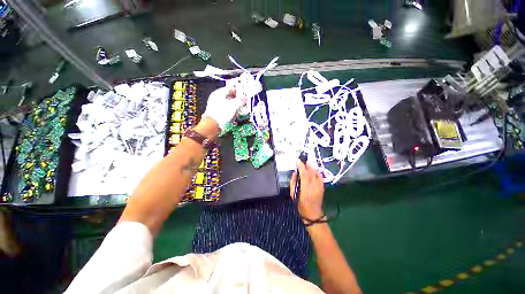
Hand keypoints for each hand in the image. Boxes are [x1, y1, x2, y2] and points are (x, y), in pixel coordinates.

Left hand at [202, 86, 243, 130]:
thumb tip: (245, 98)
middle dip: (236, 101)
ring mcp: (215, 106)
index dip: (237, 92)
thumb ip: (240, 101)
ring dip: (234, 107)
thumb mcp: (234, 105)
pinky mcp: (216, 113)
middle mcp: (216, 98)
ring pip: (227, 104)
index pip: (230, 89)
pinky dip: (230, 112)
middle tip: (242, 104)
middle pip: (229, 97)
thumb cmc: (222, 113)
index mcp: (218, 93)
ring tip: (239, 111)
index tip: (243, 96)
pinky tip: (234, 116)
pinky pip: (225, 110)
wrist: (213, 125)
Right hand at [290, 160, 324, 220]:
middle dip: (306, 164)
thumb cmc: (301, 205)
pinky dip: (316, 171)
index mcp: (305, 189)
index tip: (297, 160)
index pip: (304, 174)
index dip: (300, 165)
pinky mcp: (322, 187)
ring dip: (311, 167)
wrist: (313, 215)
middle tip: (302, 160)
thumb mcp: (293, 195)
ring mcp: (320, 186)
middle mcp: (314, 186)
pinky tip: (313, 170)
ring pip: (317, 173)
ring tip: (307, 164)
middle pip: (311, 171)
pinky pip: (320, 176)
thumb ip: (293, 182)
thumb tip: (295, 173)